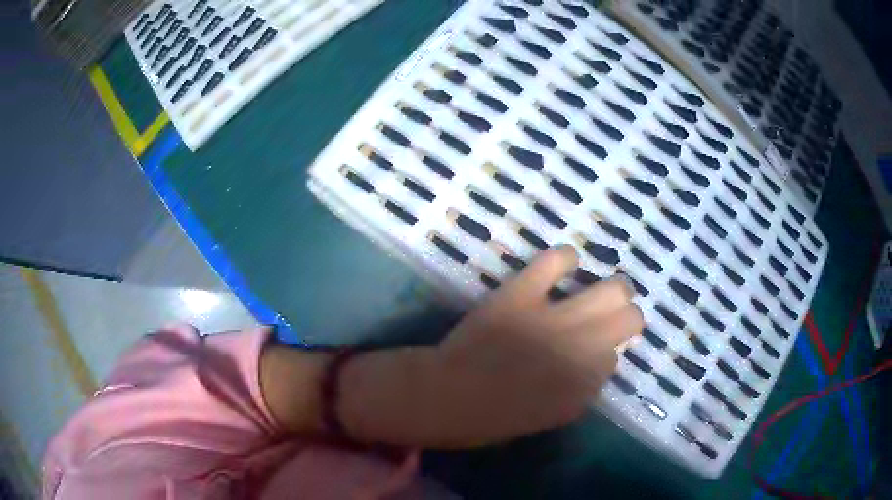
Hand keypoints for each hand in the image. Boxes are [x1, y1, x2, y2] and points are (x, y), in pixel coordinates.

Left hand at [427, 245, 643, 446]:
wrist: (444, 396)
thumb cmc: (494, 418)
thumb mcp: (551, 416)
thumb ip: (582, 392)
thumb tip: (600, 360)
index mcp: (585, 386)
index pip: (614, 358)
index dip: (603, 354)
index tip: (592, 354)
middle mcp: (580, 351)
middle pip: (630, 319)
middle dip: (625, 317)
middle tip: (610, 316)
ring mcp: (553, 320)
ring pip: (613, 290)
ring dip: (613, 290)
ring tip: (599, 291)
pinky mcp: (521, 295)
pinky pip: (556, 261)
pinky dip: (564, 259)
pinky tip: (564, 265)